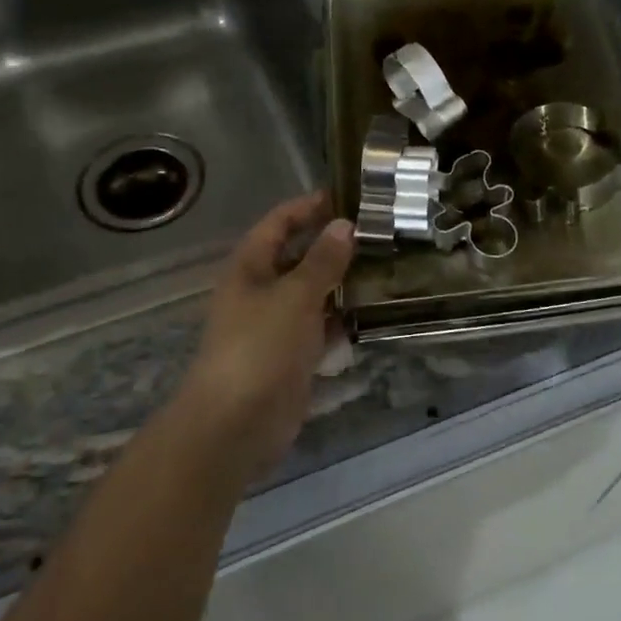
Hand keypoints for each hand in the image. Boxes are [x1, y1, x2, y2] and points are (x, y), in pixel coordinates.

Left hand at [173, 192, 355, 480]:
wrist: (236, 423)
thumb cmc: (260, 346)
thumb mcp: (294, 296)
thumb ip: (322, 261)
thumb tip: (344, 225)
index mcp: (250, 265)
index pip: (280, 222)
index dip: (309, 206)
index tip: (347, 196)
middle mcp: (260, 289)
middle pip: (298, 256)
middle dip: (332, 244)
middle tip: (378, 232)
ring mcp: (275, 324)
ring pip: (312, 293)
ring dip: (341, 283)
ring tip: (384, 266)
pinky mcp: (291, 355)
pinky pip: (319, 328)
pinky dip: (341, 320)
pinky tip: (372, 312)